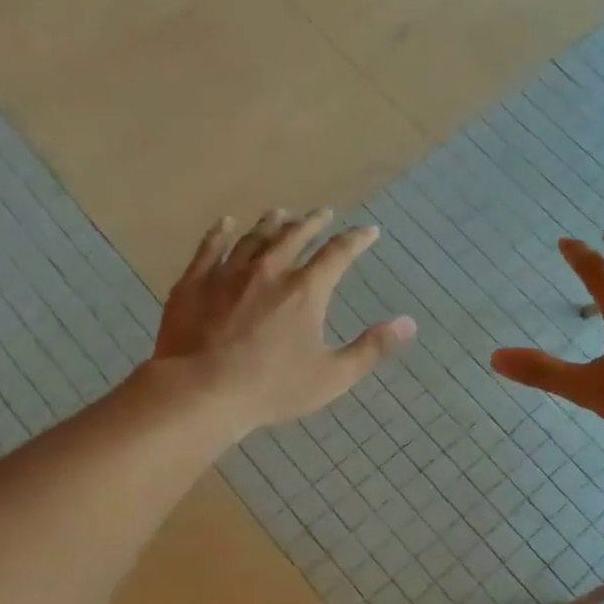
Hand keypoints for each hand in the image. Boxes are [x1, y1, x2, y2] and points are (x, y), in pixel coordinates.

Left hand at [153, 209, 416, 436]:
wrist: (201, 391)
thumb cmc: (272, 387)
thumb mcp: (332, 376)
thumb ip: (372, 348)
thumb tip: (409, 323)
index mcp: (306, 290)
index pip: (338, 253)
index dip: (357, 239)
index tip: (369, 231)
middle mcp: (269, 269)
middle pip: (295, 235)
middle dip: (313, 222)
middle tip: (323, 213)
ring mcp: (228, 272)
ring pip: (254, 237)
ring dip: (271, 223)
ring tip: (280, 213)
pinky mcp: (195, 282)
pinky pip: (210, 247)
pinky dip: (220, 233)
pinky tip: (226, 224)